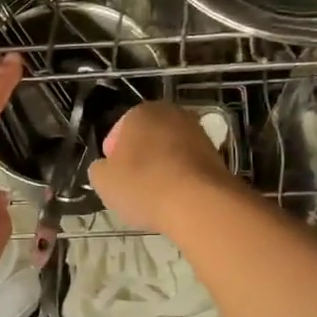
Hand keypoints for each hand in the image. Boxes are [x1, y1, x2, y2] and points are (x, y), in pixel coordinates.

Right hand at [88, 100, 240, 235]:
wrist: (199, 204)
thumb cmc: (144, 185)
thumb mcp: (103, 181)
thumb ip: (99, 169)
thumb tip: (106, 168)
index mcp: (141, 112)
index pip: (118, 132)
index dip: (112, 157)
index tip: (113, 178)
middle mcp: (172, 114)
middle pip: (146, 139)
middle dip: (139, 159)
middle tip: (132, 187)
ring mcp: (198, 133)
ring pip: (169, 152)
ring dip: (161, 169)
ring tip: (155, 197)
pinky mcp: (217, 155)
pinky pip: (188, 167)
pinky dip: (181, 180)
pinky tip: (176, 200)